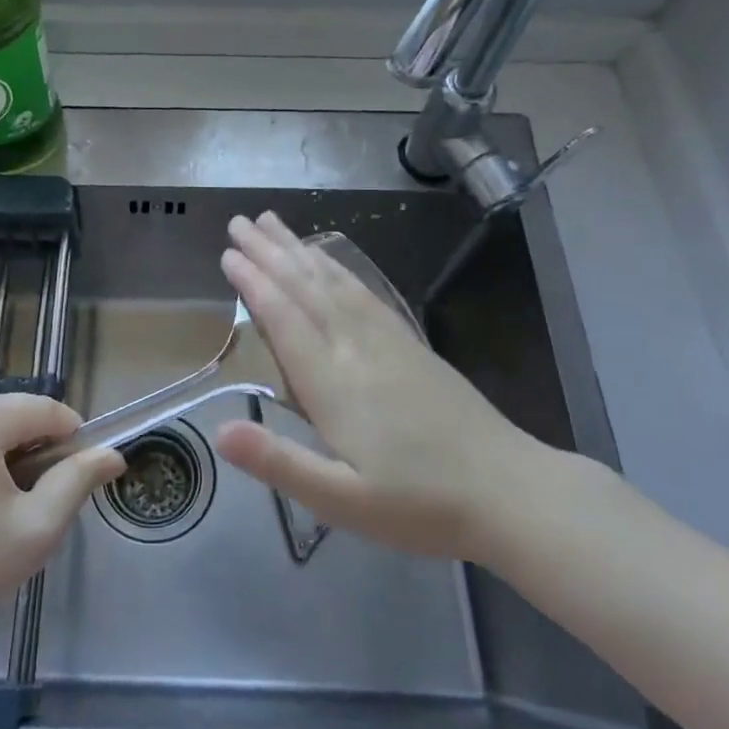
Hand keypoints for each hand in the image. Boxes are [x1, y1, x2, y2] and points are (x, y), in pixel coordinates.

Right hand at [214, 212, 561, 562]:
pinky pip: (365, 293)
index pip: (285, 319)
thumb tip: (218, 432)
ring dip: (300, 250)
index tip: (228, 253)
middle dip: (269, 253)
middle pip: (306, 289)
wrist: (510, 493)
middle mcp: (356, 349)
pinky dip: (339, 269)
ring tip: (274, 224)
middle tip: (239, 222)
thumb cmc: (419, 506)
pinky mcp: (411, 345)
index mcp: (333, 384)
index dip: (254, 284)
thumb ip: (279, 463)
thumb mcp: (342, 501)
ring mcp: (388, 342)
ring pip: (335, 283)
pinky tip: (329, 260)